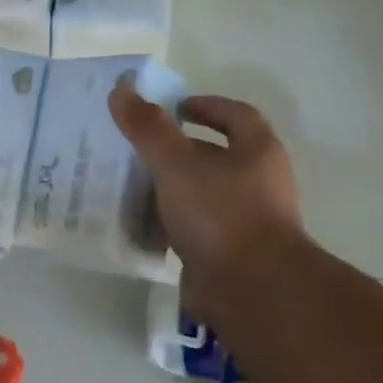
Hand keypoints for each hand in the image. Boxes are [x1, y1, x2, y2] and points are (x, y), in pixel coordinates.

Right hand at [111, 85, 305, 317]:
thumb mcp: (176, 163)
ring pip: (205, 193)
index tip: (174, 108)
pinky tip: (144, 225)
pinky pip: (197, 228)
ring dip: (173, 187)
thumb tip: (122, 90)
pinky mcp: (231, 254)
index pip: (237, 115)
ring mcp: (248, 221)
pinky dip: (173, 222)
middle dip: (180, 149)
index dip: (206, 106)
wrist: (252, 292)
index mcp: (258, 152)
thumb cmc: (221, 214)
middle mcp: (260, 183)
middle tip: (140, 146)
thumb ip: (148, 128)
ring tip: (133, 183)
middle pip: (218, 155)